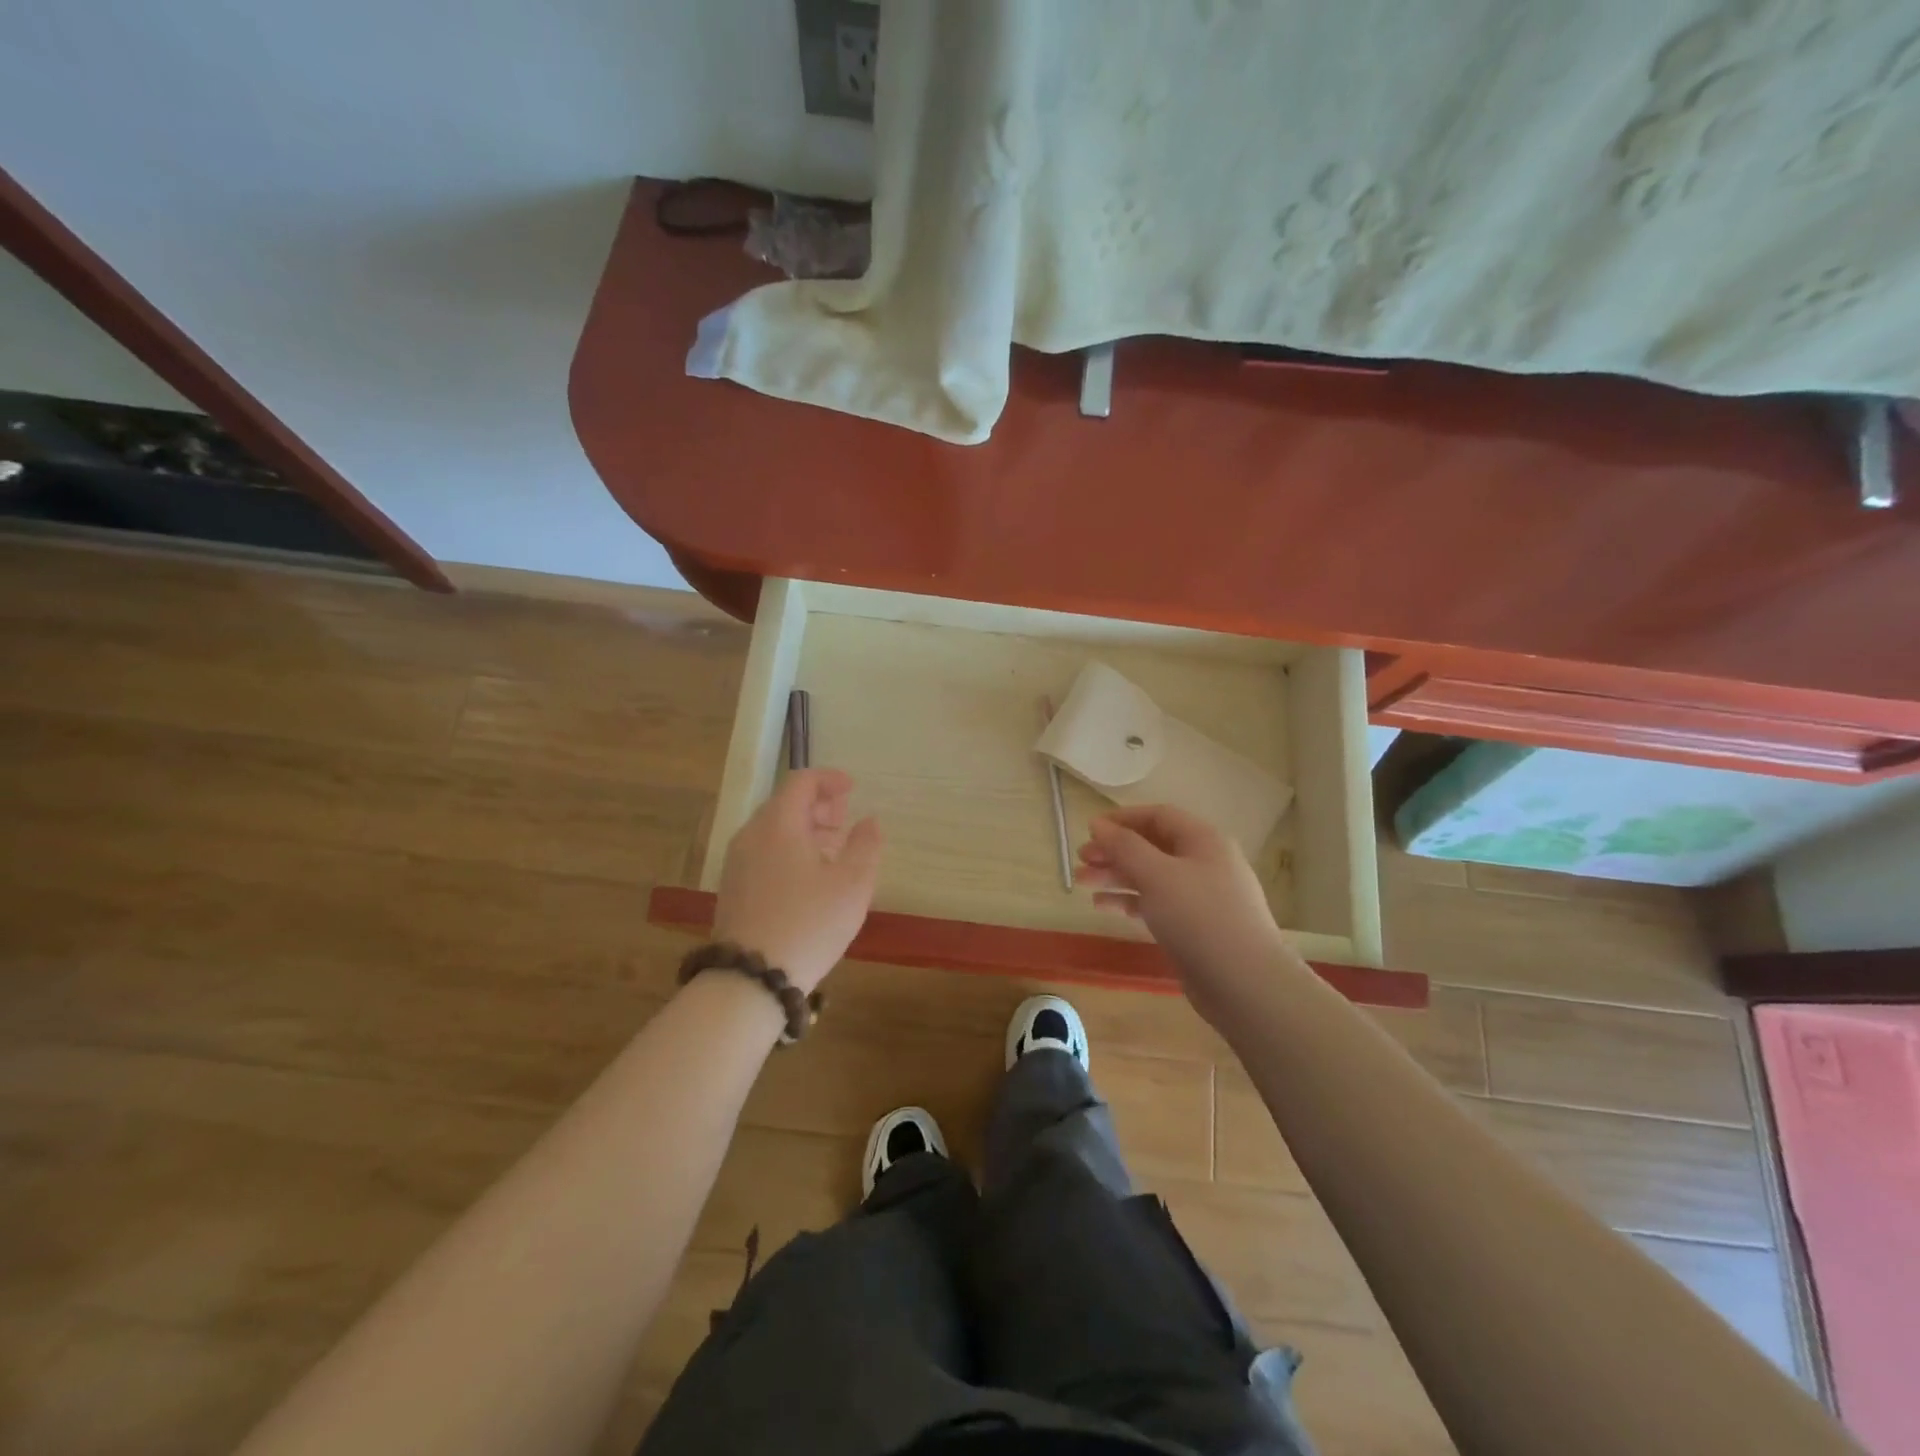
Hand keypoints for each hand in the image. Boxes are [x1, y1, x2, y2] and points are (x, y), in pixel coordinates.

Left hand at [711, 768, 882, 993]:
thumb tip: (869, 821)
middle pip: (784, 804)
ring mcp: (737, 863)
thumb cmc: (809, 923)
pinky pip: (763, 852)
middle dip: (817, 805)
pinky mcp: (733, 889)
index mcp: (778, 824)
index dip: (829, 779)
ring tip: (832, 849)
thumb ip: (865, 845)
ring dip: (803, 829)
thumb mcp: (852, 884)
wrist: (751, 978)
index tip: (852, 788)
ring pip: (772, 830)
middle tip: (844, 818)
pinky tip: (808, 877)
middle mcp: (751, 835)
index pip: (801, 782)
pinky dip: (788, 850)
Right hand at [1076, 804, 1284, 1019]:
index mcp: (1203, 840)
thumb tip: (1098, 824)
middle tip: (1080, 860)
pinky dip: (1130, 901)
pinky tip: (1103, 906)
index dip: (1122, 819)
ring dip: (1116, 876)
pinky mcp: (1194, 927)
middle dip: (1114, 851)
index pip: (1158, 816)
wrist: (1244, 984)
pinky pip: (1156, 903)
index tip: (1089, 830)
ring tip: (1081, 883)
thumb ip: (1124, 846)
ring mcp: (1201, 896)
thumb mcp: (1156, 874)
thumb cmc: (1199, 917)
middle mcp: (1204, 862)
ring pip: (1151, 876)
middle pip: (1151, 846)